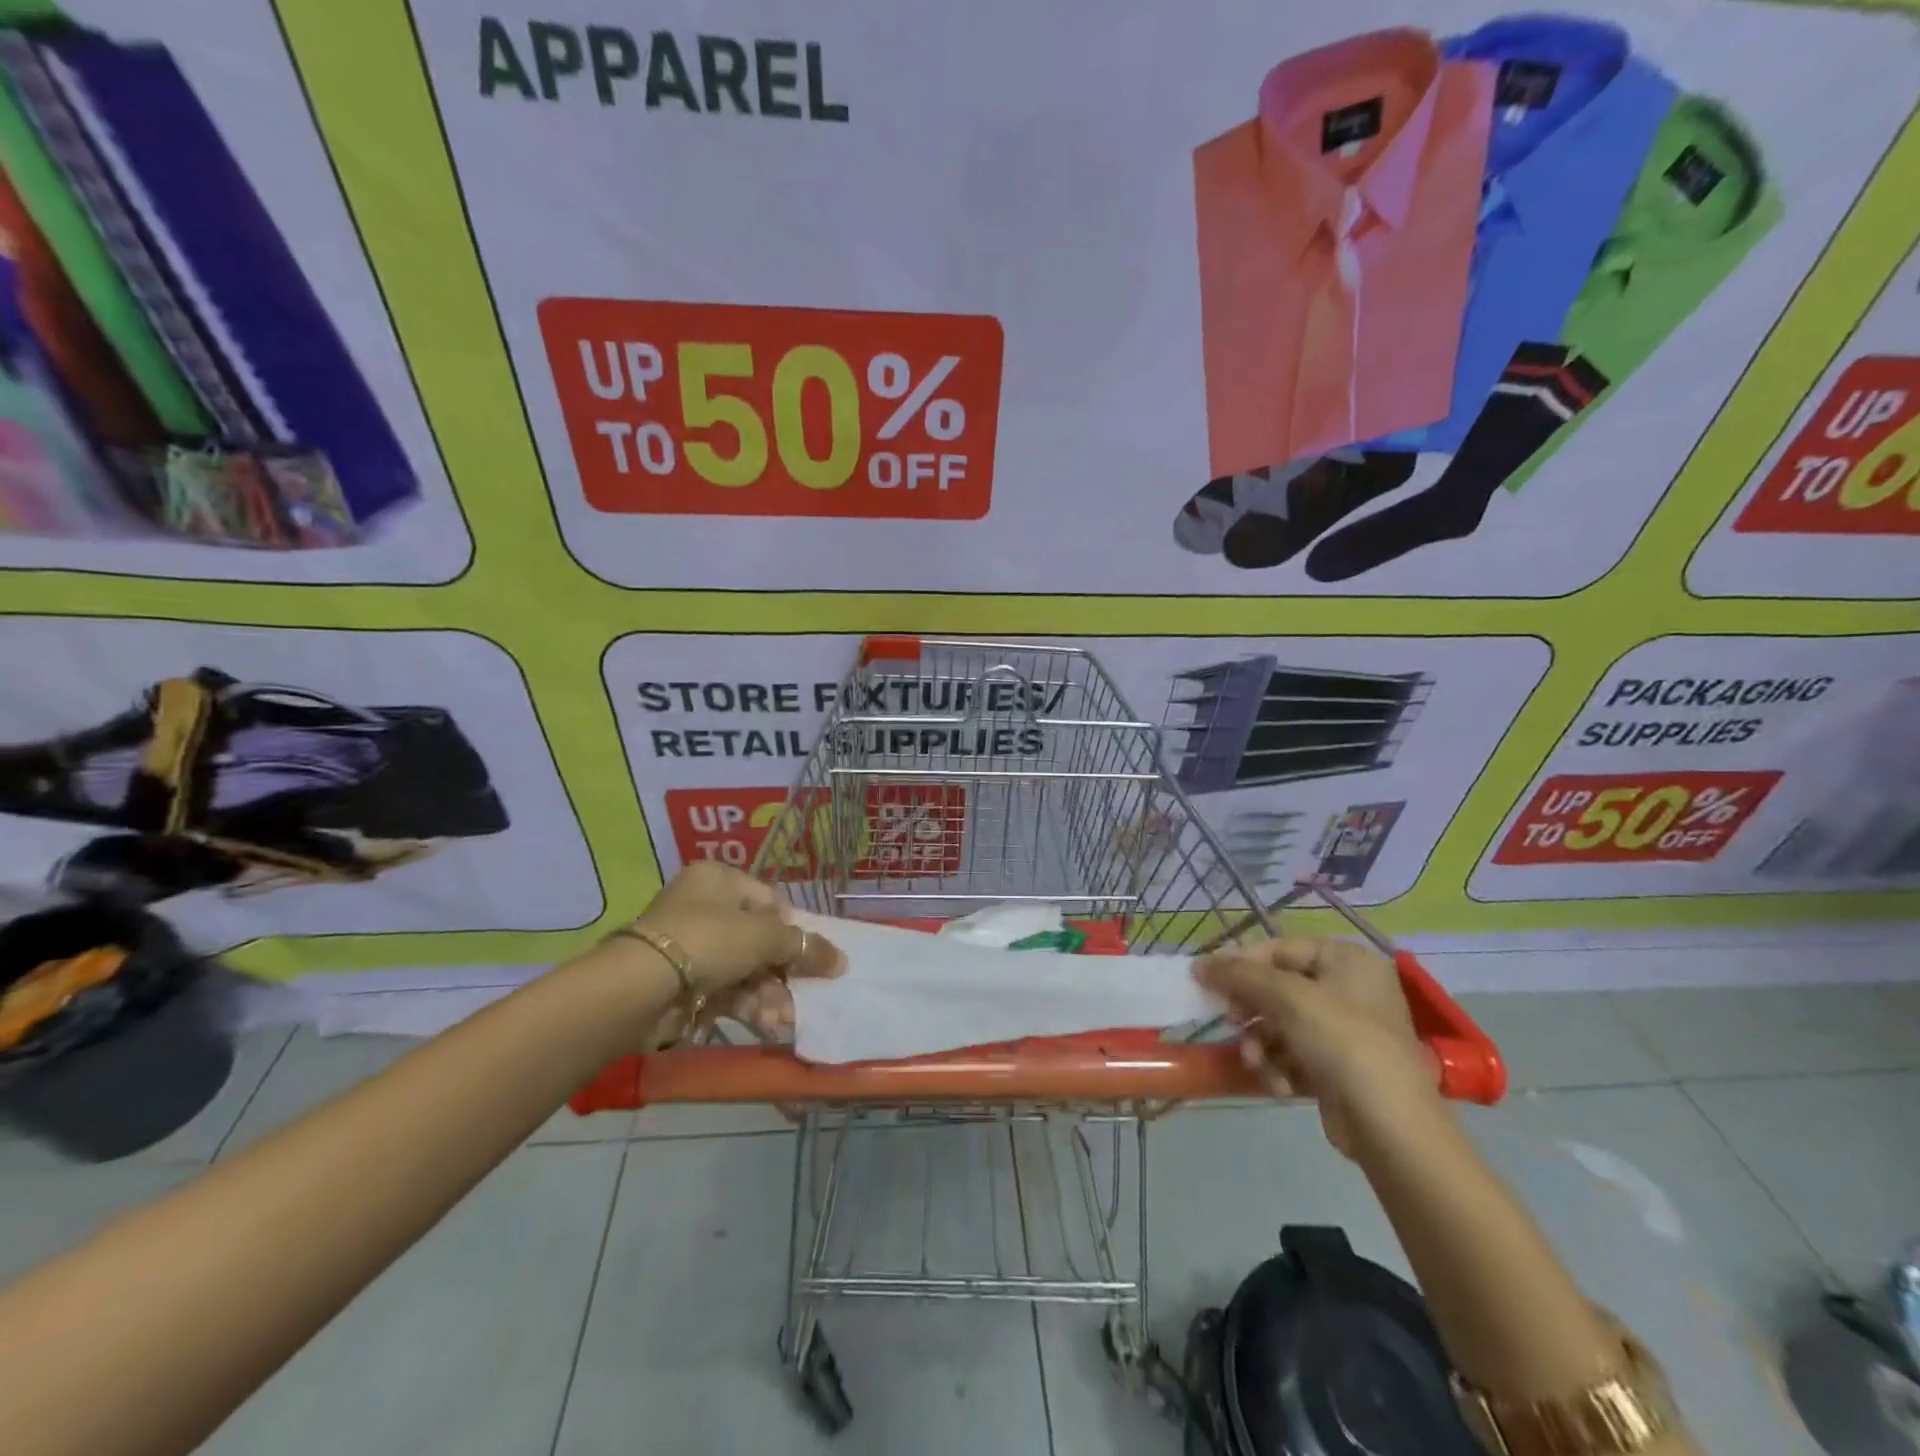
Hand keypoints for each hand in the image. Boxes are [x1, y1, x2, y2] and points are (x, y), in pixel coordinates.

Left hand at [629, 862, 842, 1041]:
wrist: (640, 988)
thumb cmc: (709, 941)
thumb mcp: (765, 937)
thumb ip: (805, 947)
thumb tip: (841, 960)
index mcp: (719, 879)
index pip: (770, 902)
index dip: (793, 931)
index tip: (811, 958)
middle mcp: (703, 907)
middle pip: (758, 939)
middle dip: (782, 972)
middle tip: (803, 994)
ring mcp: (690, 946)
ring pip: (744, 969)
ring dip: (768, 993)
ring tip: (782, 1017)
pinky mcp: (680, 983)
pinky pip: (724, 990)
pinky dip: (745, 1004)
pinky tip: (763, 1021)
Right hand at [1194, 936, 1440, 1157]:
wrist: (1390, 1126)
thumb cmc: (1343, 1042)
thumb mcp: (1288, 997)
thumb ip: (1239, 975)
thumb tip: (1198, 963)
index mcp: (1348, 960)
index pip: (1280, 948)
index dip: (1242, 963)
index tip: (1209, 980)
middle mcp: (1349, 989)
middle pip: (1278, 987)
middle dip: (1252, 1011)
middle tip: (1232, 1022)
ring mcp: (1345, 1030)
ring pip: (1280, 1024)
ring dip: (1261, 1044)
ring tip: (1257, 1063)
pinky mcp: (1338, 1067)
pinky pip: (1293, 1054)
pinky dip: (1280, 1067)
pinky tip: (1281, 1086)